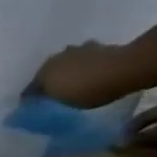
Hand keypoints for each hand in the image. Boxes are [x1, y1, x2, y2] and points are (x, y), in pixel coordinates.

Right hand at [28, 41, 142, 108]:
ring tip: (76, 81)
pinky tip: (94, 73)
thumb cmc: (89, 90)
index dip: (31, 101)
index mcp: (41, 73)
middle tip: (56, 94)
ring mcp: (79, 49)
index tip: (35, 109)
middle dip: (50, 82)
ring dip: (69, 70)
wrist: (126, 68)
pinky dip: (87, 65)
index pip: (29, 90)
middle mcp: (55, 58)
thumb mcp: (63, 104)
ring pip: (67, 63)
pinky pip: (87, 59)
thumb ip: (49, 103)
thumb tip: (39, 104)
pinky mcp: (99, 47)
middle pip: (48, 73)